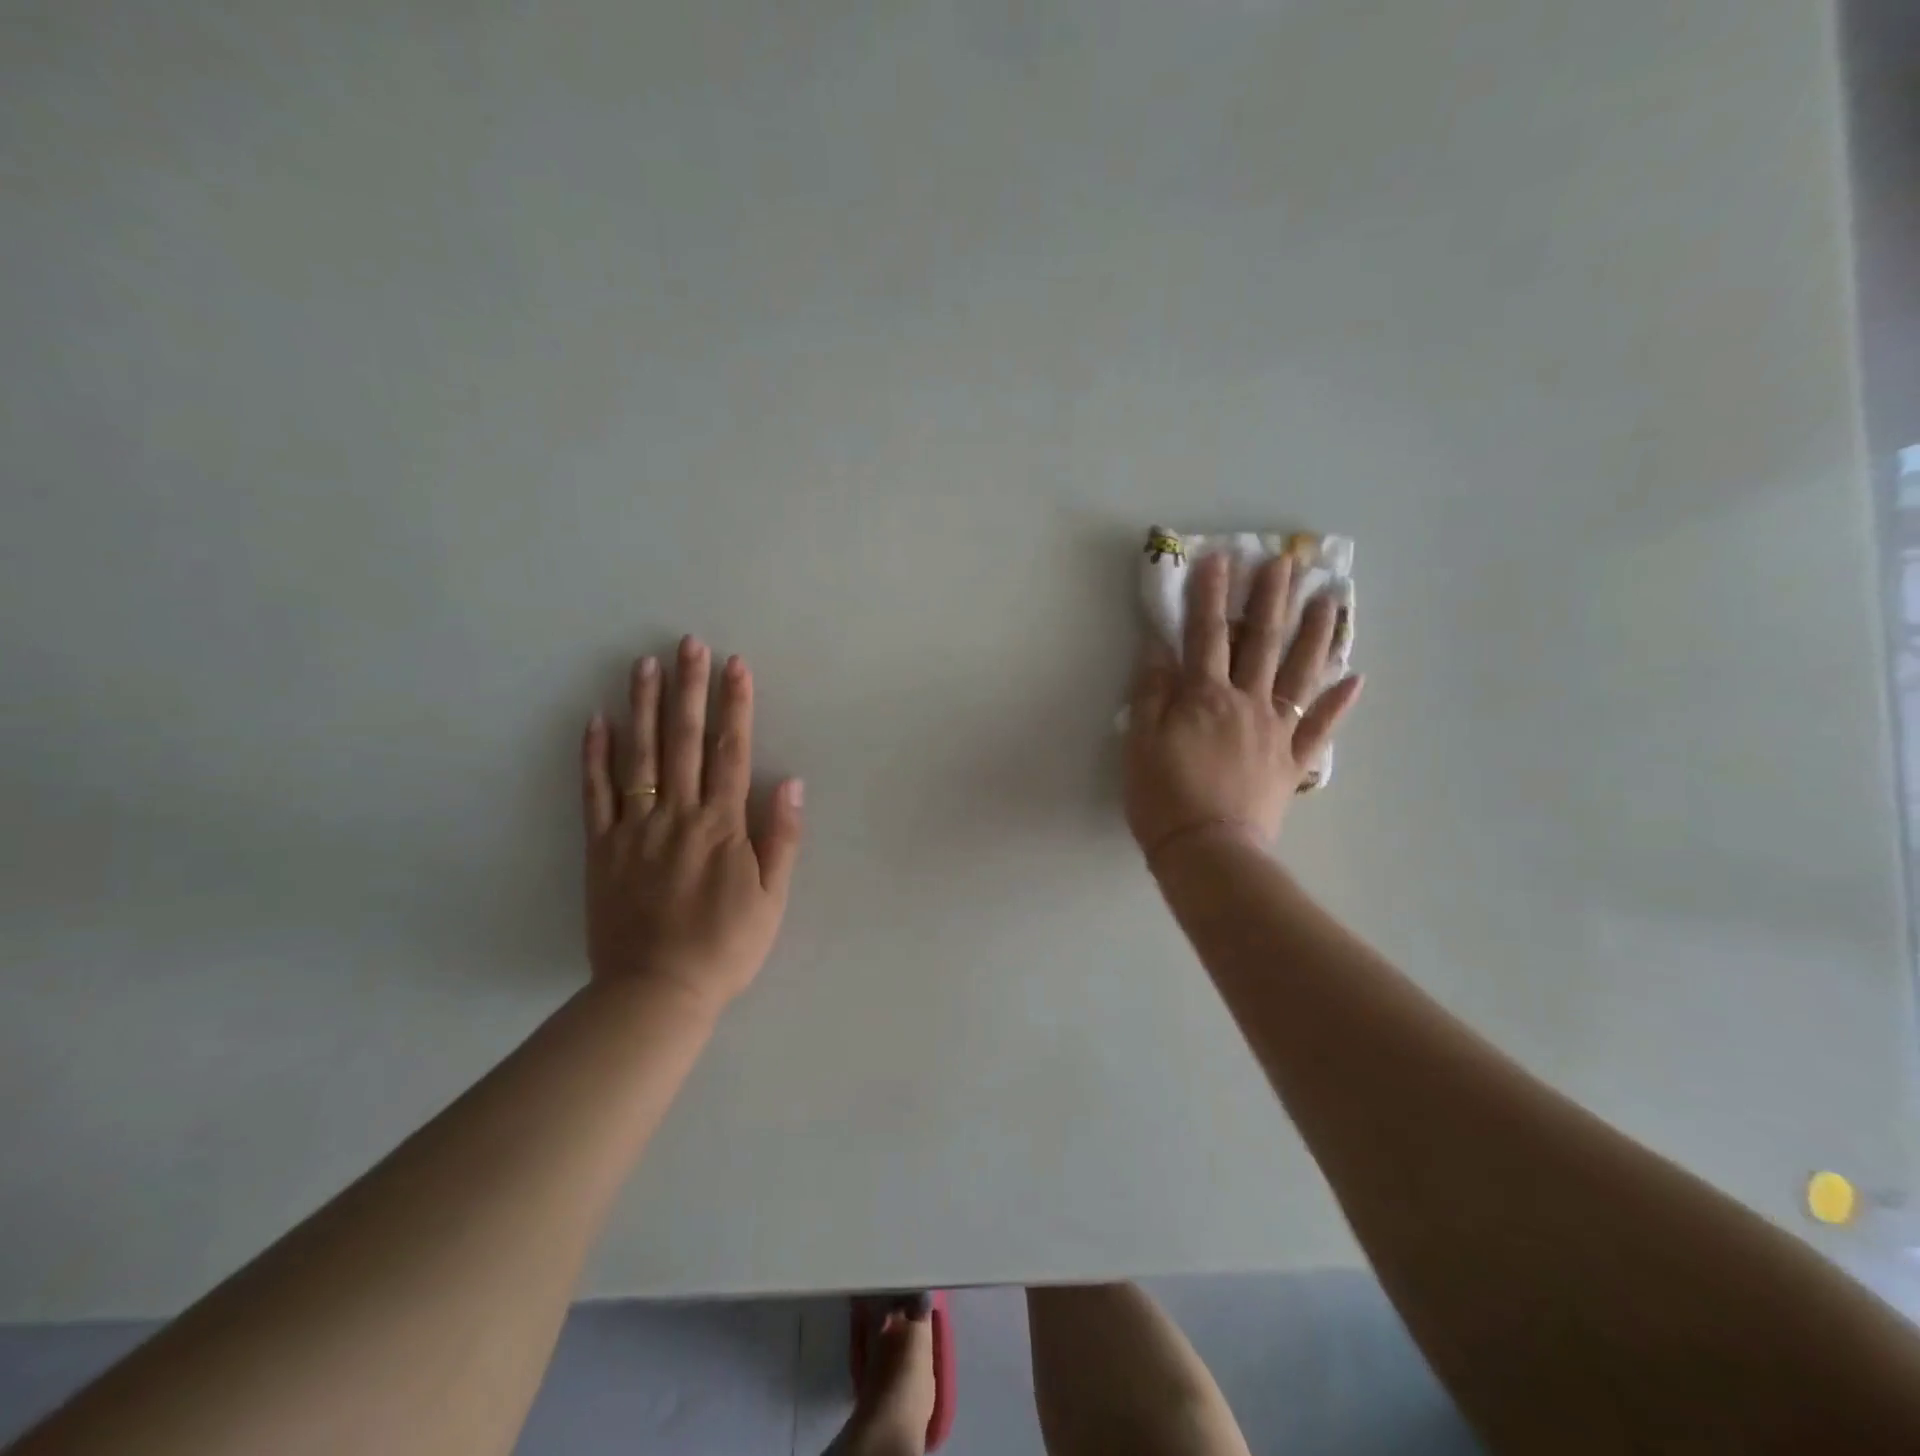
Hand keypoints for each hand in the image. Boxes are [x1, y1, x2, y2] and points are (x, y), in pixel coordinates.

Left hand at [581, 636, 803, 1014]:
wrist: (656, 993)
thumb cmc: (725, 947)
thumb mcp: (772, 899)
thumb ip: (781, 837)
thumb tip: (791, 781)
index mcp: (721, 826)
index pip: (730, 751)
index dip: (735, 706)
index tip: (735, 665)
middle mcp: (677, 816)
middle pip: (683, 741)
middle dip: (688, 689)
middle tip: (688, 644)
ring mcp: (634, 830)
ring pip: (638, 756)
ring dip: (642, 706)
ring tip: (643, 664)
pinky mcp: (601, 849)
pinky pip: (595, 795)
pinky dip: (594, 756)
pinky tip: (596, 720)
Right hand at [1124, 552, 1362, 862]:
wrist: (1208, 852)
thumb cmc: (1163, 797)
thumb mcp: (1139, 742)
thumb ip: (1151, 693)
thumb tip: (1159, 649)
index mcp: (1204, 697)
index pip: (1205, 634)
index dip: (1210, 595)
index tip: (1219, 557)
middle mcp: (1247, 703)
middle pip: (1260, 643)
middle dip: (1270, 599)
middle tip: (1285, 562)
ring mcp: (1276, 732)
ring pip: (1300, 674)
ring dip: (1315, 635)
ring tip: (1330, 600)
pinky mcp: (1291, 762)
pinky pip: (1320, 728)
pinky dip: (1338, 703)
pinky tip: (1355, 678)